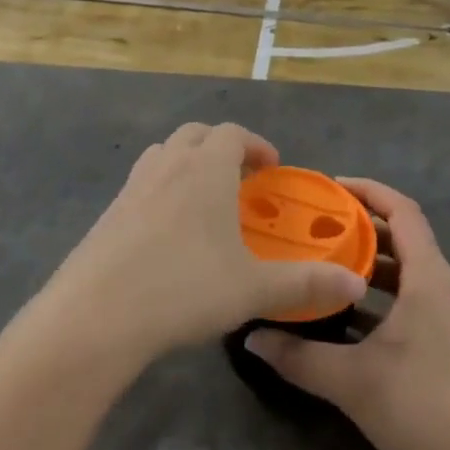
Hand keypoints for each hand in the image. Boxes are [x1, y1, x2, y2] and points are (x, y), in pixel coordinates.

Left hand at [47, 124, 368, 361]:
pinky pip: (142, 182)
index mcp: (206, 168)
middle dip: (222, 147)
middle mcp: (169, 164)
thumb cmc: (183, 289)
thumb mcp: (252, 289)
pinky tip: (168, 232)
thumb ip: (305, 283)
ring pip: (165, 153)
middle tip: (241, 180)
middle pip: (197, 134)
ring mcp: (133, 185)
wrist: (95, 315)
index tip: (272, 168)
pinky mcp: (108, 212)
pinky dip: (162, 188)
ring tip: (205, 199)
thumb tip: (354, 283)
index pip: (233, 133)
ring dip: (188, 162)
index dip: (256, 144)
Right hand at [244, 180, 449, 449]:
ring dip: (373, 263)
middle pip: (405, 237)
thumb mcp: (352, 381)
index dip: (368, 191)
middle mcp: (447, 286)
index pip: (402, 210)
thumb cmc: (423, 408)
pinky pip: (417, 296)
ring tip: (328, 264)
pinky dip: (386, 294)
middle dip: (363, 227)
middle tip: (318, 226)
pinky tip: (353, 316)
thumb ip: (299, 356)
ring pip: (411, 270)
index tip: (330, 187)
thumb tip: (252, 336)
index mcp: (430, 277)